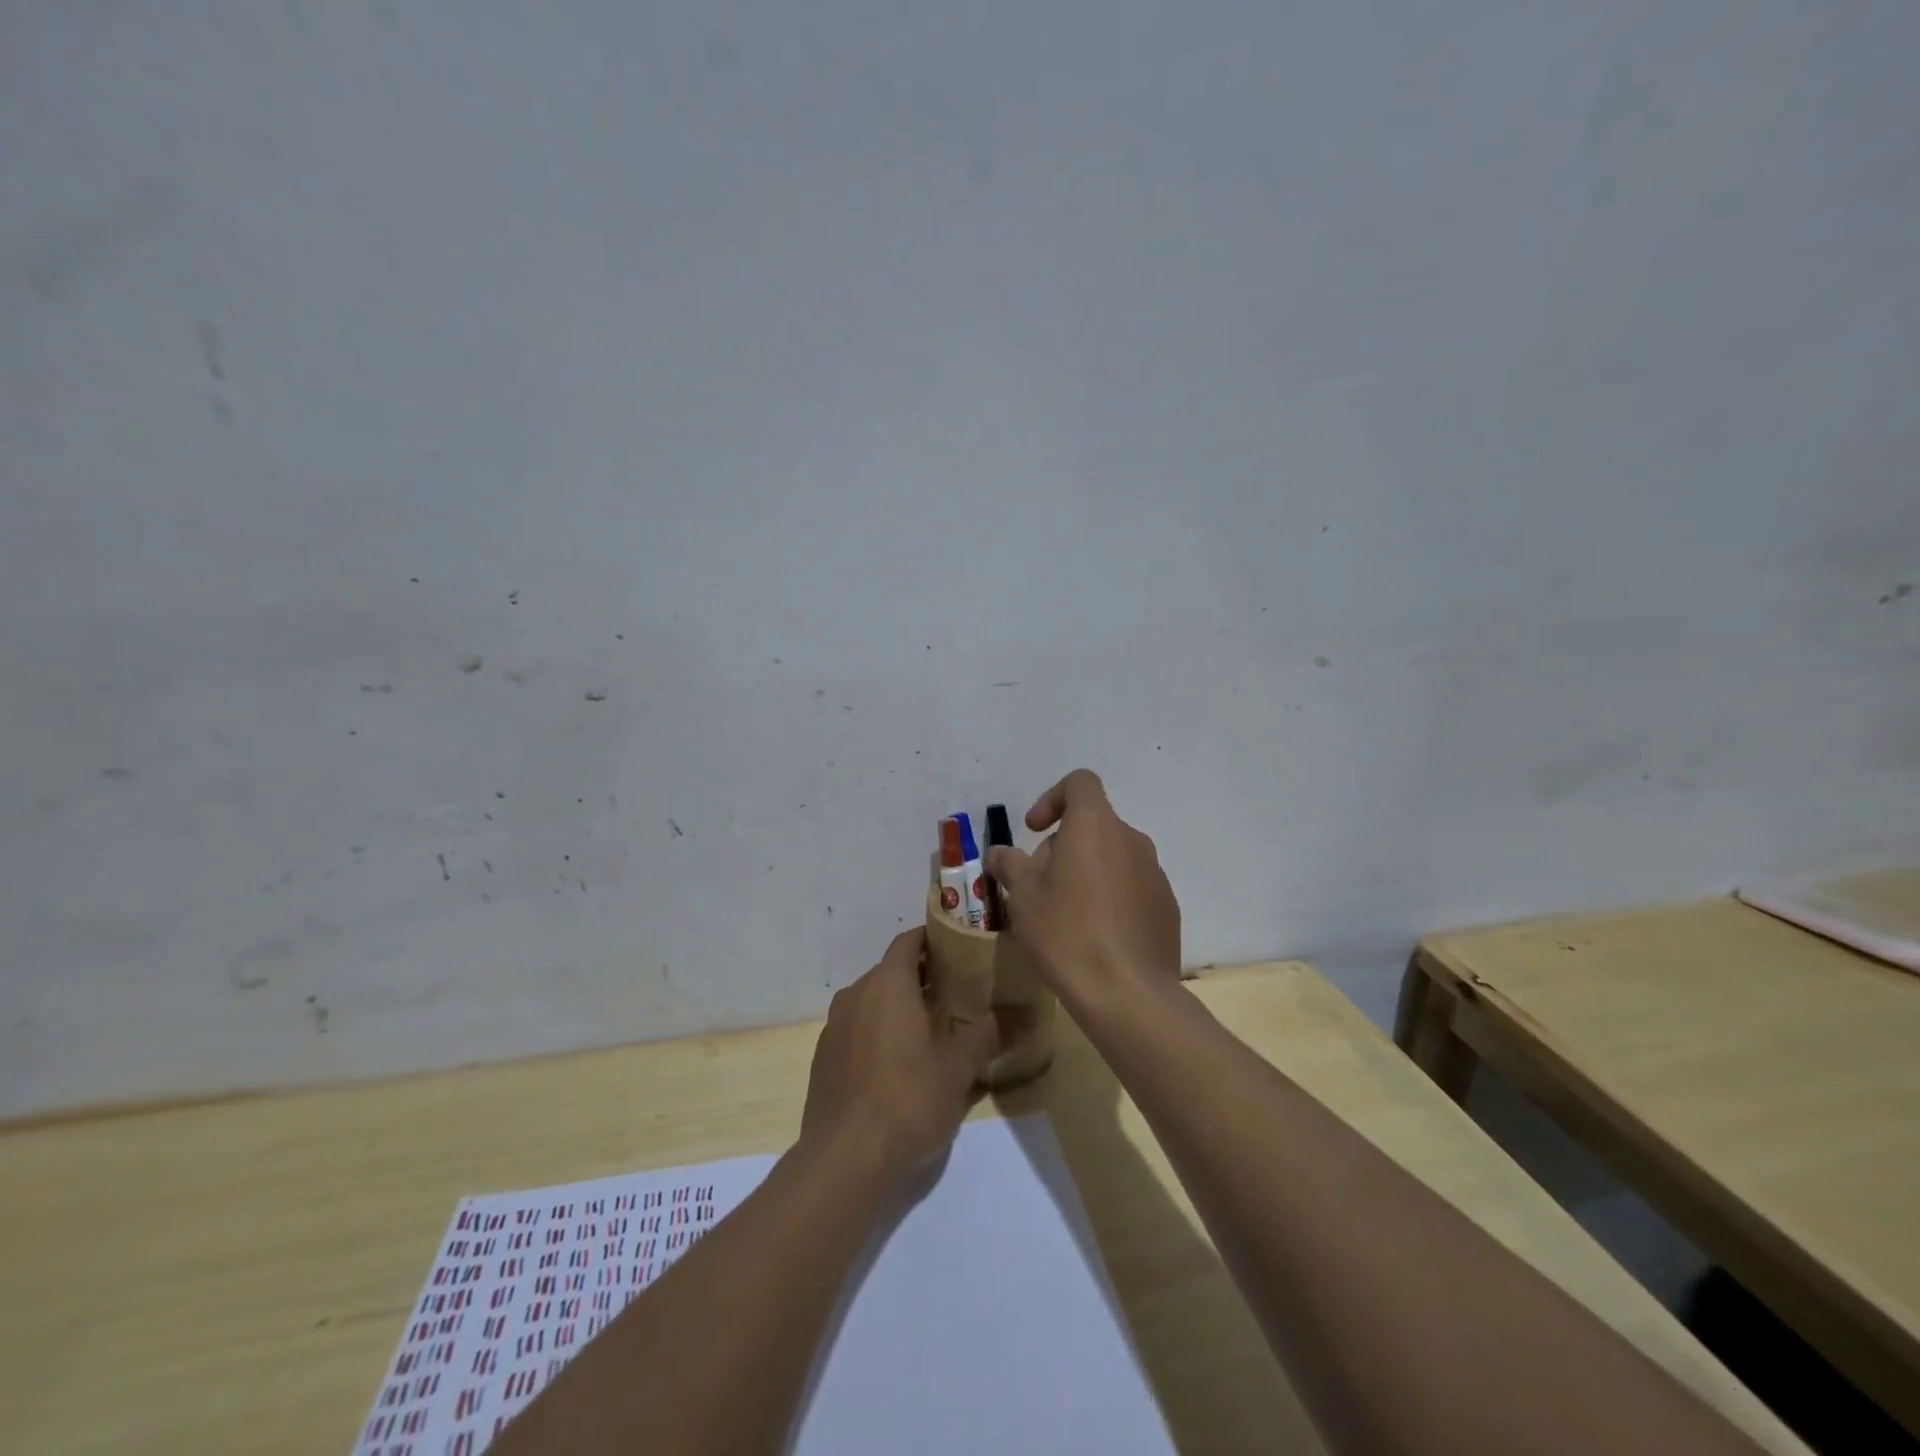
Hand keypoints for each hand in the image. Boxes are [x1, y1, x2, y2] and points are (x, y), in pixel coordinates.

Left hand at [800, 929, 1000, 1186]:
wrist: (843, 1160)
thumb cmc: (907, 1100)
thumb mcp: (958, 1067)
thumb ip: (990, 1034)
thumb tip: (1026, 1015)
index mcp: (887, 984)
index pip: (909, 941)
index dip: (933, 939)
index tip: (960, 948)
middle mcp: (856, 994)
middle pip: (891, 970)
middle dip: (922, 976)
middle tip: (957, 992)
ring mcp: (834, 1027)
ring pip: (872, 1001)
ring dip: (898, 1006)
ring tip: (931, 1029)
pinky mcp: (823, 1058)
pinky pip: (856, 1029)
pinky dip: (878, 1032)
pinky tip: (898, 1064)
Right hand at [984, 769, 1180, 1006]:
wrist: (1127, 993)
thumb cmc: (1066, 932)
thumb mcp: (1023, 896)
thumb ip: (1009, 864)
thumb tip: (1000, 853)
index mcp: (1095, 825)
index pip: (1079, 783)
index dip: (1052, 797)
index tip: (1034, 830)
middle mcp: (1131, 839)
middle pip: (1093, 824)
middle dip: (1063, 845)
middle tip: (1040, 885)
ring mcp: (1154, 873)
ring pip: (1112, 856)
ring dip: (1087, 871)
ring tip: (1066, 913)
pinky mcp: (1166, 905)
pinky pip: (1131, 885)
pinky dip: (1111, 896)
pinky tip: (1096, 935)